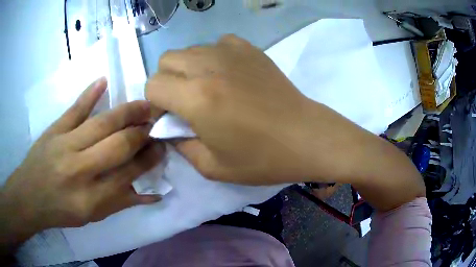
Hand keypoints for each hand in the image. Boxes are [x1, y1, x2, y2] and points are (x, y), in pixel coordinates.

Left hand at [0, 78, 162, 242]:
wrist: (29, 196)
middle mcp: (79, 170)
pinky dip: (89, 94)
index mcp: (91, 198)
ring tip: (145, 104)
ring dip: (126, 112)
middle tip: (156, 124)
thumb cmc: (61, 211)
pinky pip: (75, 109)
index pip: (128, 174)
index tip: (162, 148)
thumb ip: (121, 203)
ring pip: (101, 124)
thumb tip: (153, 193)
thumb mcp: (93, 216)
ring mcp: (65, 145)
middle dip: (142, 133)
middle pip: (117, 145)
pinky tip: (104, 81)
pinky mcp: (54, 129)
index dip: (148, 160)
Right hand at [146, 35, 325, 184]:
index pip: (152, 85)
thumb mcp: (212, 167)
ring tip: (208, 88)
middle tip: (185, 101)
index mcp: (196, 98)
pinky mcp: (249, 48)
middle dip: (167, 81)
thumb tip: (169, 127)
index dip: (155, 103)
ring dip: (188, 68)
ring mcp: (230, 52)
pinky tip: (228, 74)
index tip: (170, 116)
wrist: (304, 137)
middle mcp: (208, 66)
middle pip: (166, 60)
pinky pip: (217, 43)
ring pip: (190, 49)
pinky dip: (213, 56)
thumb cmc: (261, 158)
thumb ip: (181, 144)